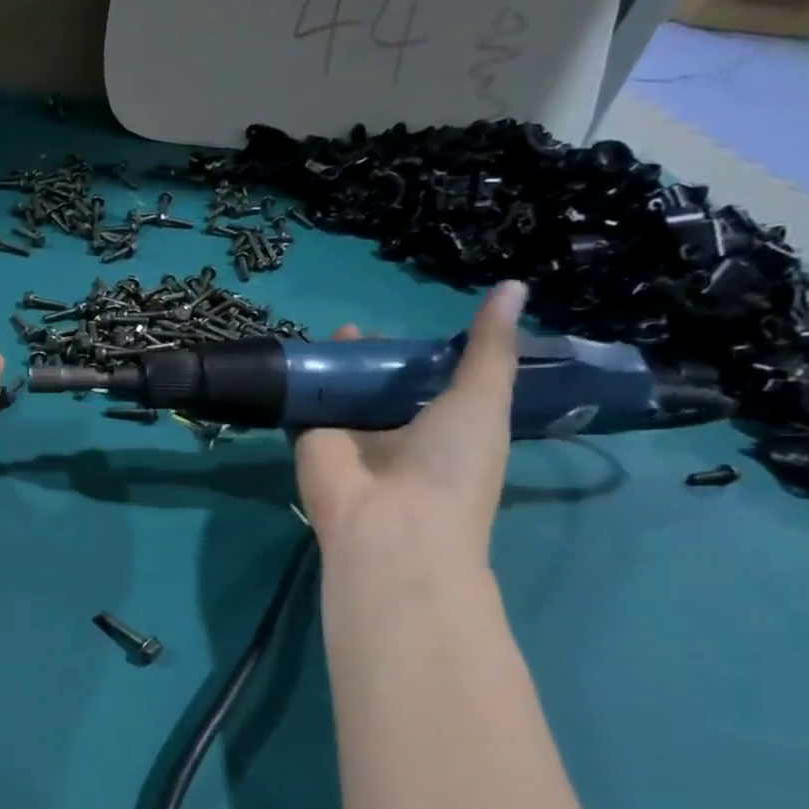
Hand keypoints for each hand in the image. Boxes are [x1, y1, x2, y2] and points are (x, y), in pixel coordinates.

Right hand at [294, 281, 525, 572]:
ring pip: (338, 391)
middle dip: (370, 357)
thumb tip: (513, 284)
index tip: (413, 328)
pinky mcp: (309, 438)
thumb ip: (490, 346)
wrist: (391, 524)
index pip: (426, 383)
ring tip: (331, 333)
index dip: (420, 354)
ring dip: (333, 365)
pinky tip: (294, 354)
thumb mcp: (483, 397)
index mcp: (440, 427)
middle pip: (377, 384)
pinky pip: (302, 403)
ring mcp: (348, 436)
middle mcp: (392, 431)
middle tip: (359, 327)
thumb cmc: (452, 464)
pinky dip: (297, 381)